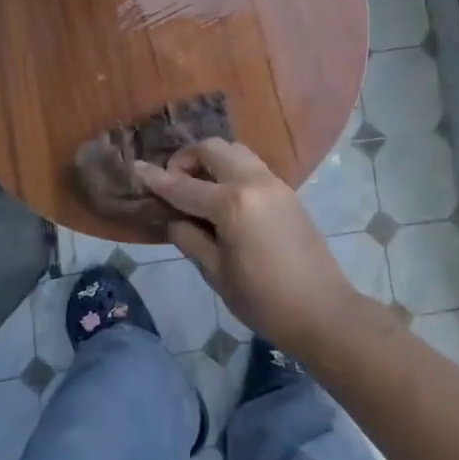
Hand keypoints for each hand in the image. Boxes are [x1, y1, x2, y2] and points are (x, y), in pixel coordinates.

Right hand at [134, 139, 369, 356]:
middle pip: (213, 149)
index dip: (156, 178)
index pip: (183, 186)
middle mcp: (253, 182)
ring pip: (236, 151)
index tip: (135, 167)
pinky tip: (224, 196)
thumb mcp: (217, 274)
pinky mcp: (288, 191)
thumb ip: (191, 239)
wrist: (322, 310)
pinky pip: (253, 166)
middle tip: (174, 182)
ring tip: (199, 186)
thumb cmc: (263, 300)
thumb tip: (175, 219)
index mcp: (232, 204)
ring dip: (212, 159)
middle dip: (187, 158)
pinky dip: (232, 169)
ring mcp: (275, 183)